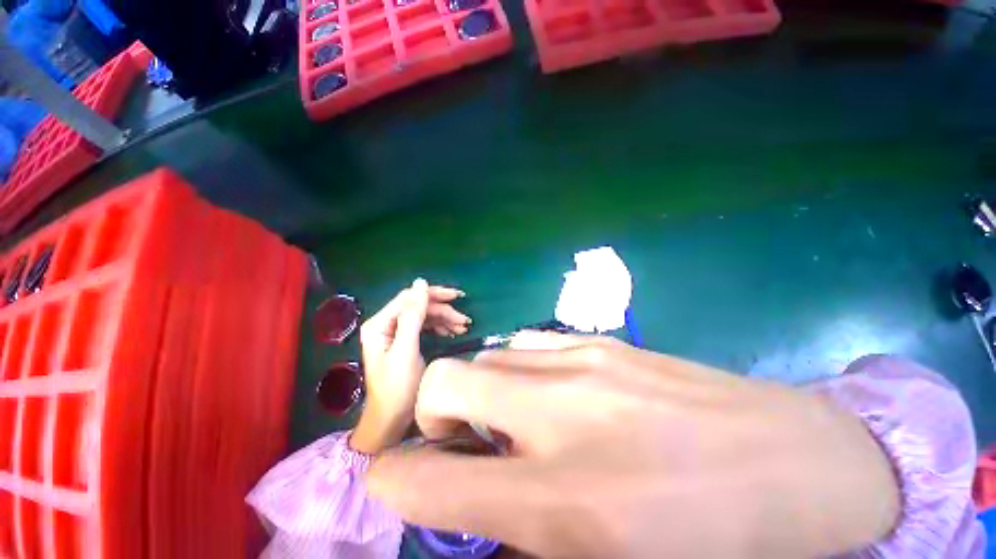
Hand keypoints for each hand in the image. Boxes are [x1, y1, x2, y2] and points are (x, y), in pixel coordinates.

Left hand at [349, 279, 469, 454]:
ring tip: (463, 328)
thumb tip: (421, 282)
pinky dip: (440, 328)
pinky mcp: (405, 341)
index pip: (409, 298)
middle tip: (465, 320)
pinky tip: (453, 333)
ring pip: (424, 316)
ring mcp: (395, 332)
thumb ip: (413, 315)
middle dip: (443, 311)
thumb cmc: (397, 387)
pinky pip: (425, 327)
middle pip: (418, 306)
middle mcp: (386, 324)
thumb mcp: (406, 349)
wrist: (391, 421)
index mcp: (380, 323)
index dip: (433, 295)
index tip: (457, 298)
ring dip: (444, 320)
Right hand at [367, 333, 899, 557]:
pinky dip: (512, 370)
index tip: (392, 478)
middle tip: (461, 444)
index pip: (430, 482)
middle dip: (432, 416)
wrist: (800, 462)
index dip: (394, 479)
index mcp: (563, 499)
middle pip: (445, 384)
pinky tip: (543, 392)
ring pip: (484, 358)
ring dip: (475, 391)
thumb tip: (474, 506)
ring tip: (507, 421)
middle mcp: (559, 414)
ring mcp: (581, 362)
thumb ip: (524, 536)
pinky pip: (524, 345)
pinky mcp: (600, 342)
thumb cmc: (713, 537)